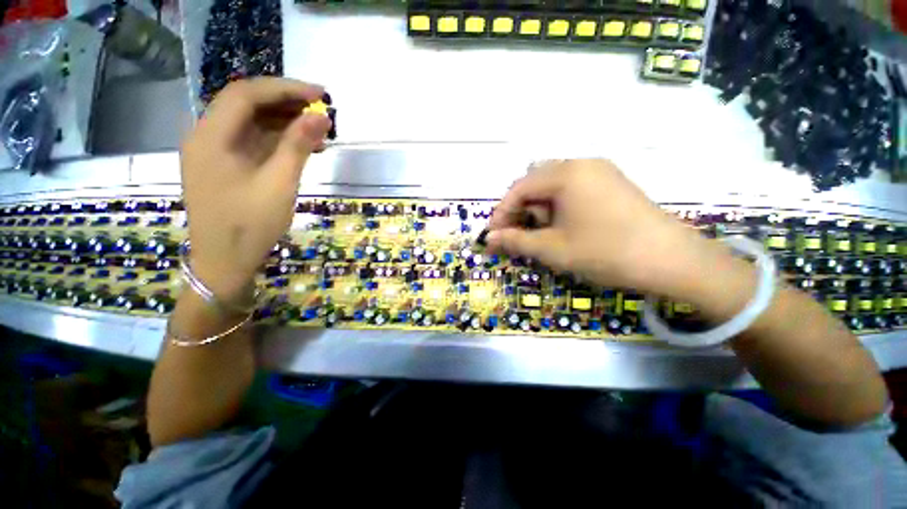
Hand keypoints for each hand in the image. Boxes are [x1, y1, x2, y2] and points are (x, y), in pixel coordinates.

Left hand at [180, 78, 330, 301]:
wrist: (224, 263)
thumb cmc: (249, 226)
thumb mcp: (279, 184)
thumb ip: (298, 146)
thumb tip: (322, 117)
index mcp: (210, 137)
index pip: (246, 94)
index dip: (285, 89)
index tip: (321, 94)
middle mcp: (206, 137)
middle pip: (246, 105)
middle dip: (286, 103)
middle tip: (322, 111)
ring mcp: (213, 152)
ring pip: (251, 124)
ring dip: (285, 123)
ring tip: (318, 131)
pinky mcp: (224, 166)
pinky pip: (251, 143)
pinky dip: (277, 141)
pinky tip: (302, 148)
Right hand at [487, 159, 706, 295]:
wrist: (672, 261)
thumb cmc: (604, 251)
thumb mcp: (552, 249)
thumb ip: (516, 241)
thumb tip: (489, 240)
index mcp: (566, 173)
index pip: (519, 187)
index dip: (502, 212)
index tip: (494, 236)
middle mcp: (582, 164)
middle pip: (535, 183)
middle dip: (521, 210)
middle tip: (518, 235)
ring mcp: (600, 172)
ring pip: (553, 186)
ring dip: (539, 209)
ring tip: (542, 234)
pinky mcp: (612, 184)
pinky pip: (573, 190)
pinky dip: (558, 207)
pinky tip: (563, 227)